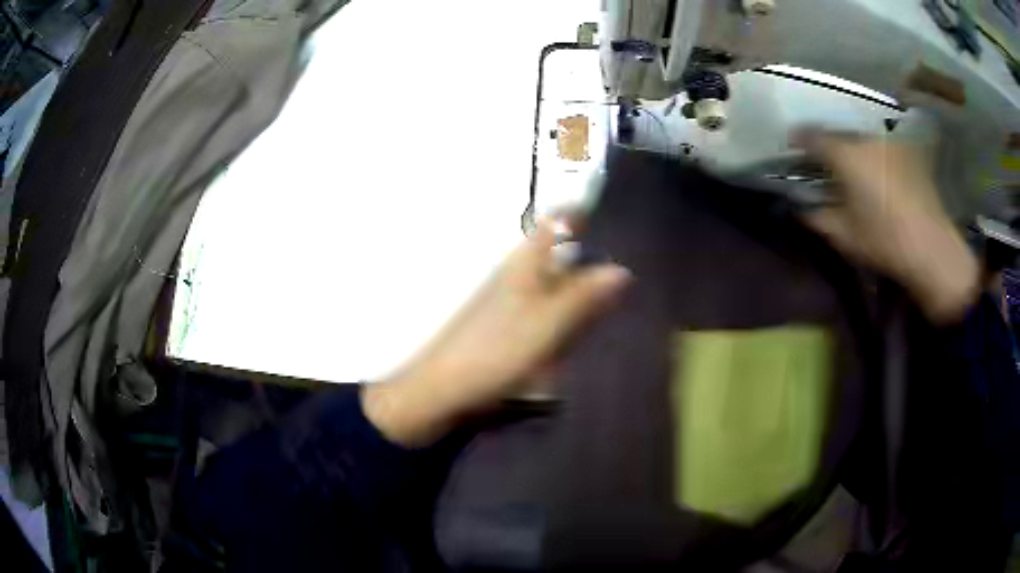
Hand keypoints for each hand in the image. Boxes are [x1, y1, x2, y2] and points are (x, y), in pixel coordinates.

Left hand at [362, 220, 631, 445]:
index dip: (576, 216)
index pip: (552, 226)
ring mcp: (506, 302)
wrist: (445, 387)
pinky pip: (540, 313)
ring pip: (550, 287)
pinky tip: (567, 340)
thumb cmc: (498, 350)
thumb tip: (620, 269)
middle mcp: (514, 275)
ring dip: (573, 297)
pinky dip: (558, 321)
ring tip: (597, 315)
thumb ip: (583, 296)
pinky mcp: (503, 327)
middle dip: (585, 264)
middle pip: (556, 257)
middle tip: (617, 283)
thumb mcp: (549, 323)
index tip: (605, 221)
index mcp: (524, 265)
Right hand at [793, 129, 978, 322]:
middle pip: (838, 135)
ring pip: (861, 140)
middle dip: (829, 146)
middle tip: (826, 165)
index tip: (792, 146)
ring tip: (854, 170)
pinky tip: (879, 175)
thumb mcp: (844, 236)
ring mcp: (889, 143)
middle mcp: (866, 140)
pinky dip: (874, 156)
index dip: (799, 140)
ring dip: (853, 150)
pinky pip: (881, 147)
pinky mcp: (907, 152)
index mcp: (846, 155)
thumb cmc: (884, 241)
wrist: (931, 247)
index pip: (812, 137)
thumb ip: (817, 217)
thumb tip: (800, 207)